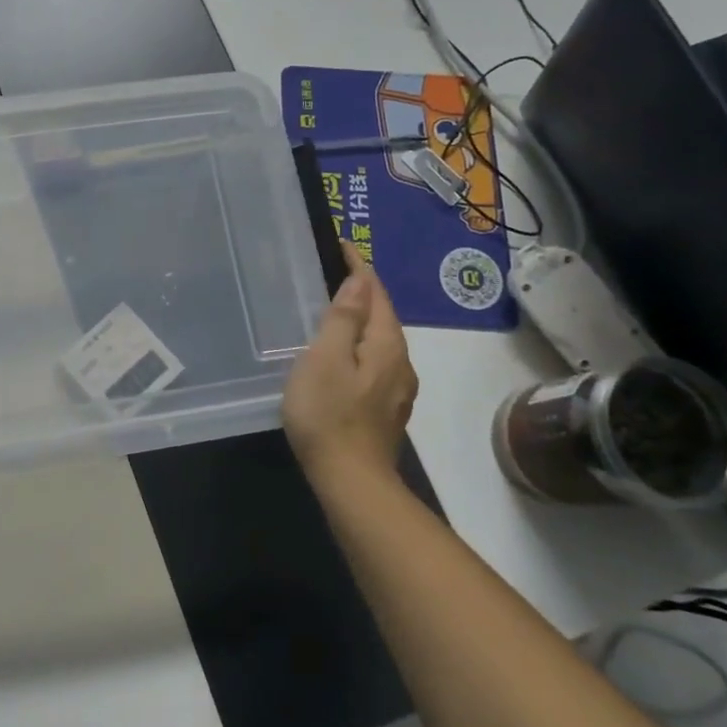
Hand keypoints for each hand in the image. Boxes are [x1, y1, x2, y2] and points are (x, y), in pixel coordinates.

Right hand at [282, 243, 418, 484]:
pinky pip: (375, 361)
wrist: (351, 482)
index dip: (359, 267)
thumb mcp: (326, 358)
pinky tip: (343, 354)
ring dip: (362, 318)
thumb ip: (343, 318)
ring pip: (381, 340)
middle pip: (383, 315)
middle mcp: (401, 363)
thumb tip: (359, 280)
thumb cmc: (329, 414)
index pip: (376, 293)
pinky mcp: (386, 409)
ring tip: (335, 307)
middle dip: (363, 290)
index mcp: (386, 345)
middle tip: (334, 271)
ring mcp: (397, 389)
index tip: (341, 244)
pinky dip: (360, 345)